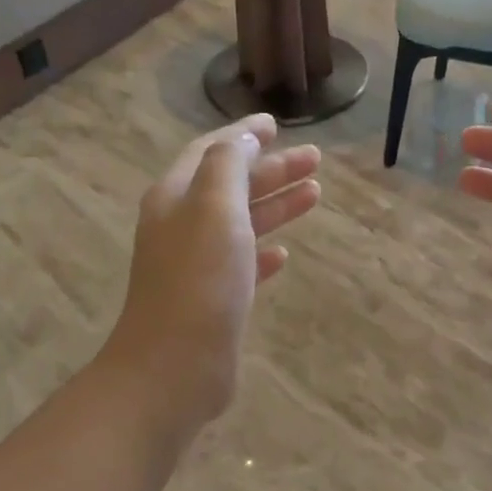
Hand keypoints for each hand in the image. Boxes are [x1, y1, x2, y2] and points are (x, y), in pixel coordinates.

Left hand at [101, 114, 321, 432]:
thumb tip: (244, 136)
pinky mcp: (212, 302)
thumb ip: (229, 164)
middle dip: (272, 170)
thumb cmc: (198, 280)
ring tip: (315, 195)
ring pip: (240, 224)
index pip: (211, 152)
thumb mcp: (215, 207)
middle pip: (230, 186)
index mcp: (176, 197)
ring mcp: (196, 267)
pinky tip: (284, 255)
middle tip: (316, 161)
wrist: (175, 366)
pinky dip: (263, 254)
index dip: (243, 135)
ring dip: (275, 206)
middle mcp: (181, 227)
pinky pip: (241, 266)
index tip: (278, 124)